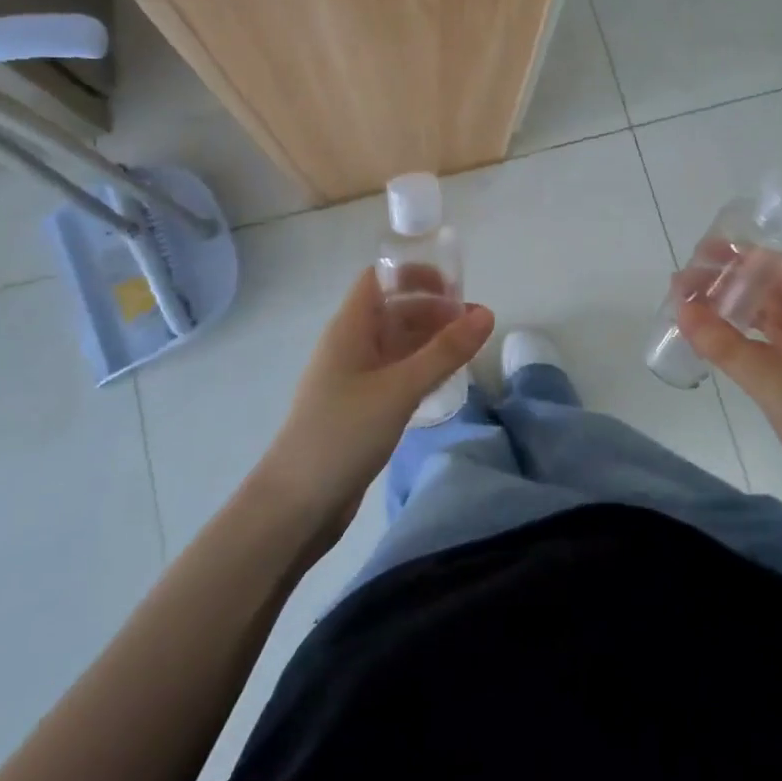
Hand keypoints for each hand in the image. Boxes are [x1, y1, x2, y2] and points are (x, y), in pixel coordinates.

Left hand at [258, 268, 493, 540]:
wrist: (295, 506)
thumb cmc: (342, 434)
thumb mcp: (400, 388)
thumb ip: (445, 352)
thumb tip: (487, 314)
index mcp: (350, 328)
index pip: (380, 278)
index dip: (415, 274)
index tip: (455, 286)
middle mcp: (351, 345)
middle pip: (394, 310)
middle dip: (434, 310)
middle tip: (476, 323)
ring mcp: (354, 378)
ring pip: (398, 344)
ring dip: (431, 341)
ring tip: (471, 350)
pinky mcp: (361, 408)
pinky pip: (396, 374)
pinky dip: (422, 368)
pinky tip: (447, 381)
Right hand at [677, 260, 781, 505]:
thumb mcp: (777, 387)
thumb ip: (727, 347)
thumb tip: (681, 307)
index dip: (743, 257)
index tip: (701, 256)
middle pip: (773, 289)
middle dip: (731, 281)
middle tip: (686, 283)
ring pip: (769, 317)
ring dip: (733, 309)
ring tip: (692, 306)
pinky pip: (769, 345)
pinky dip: (741, 338)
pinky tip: (716, 342)